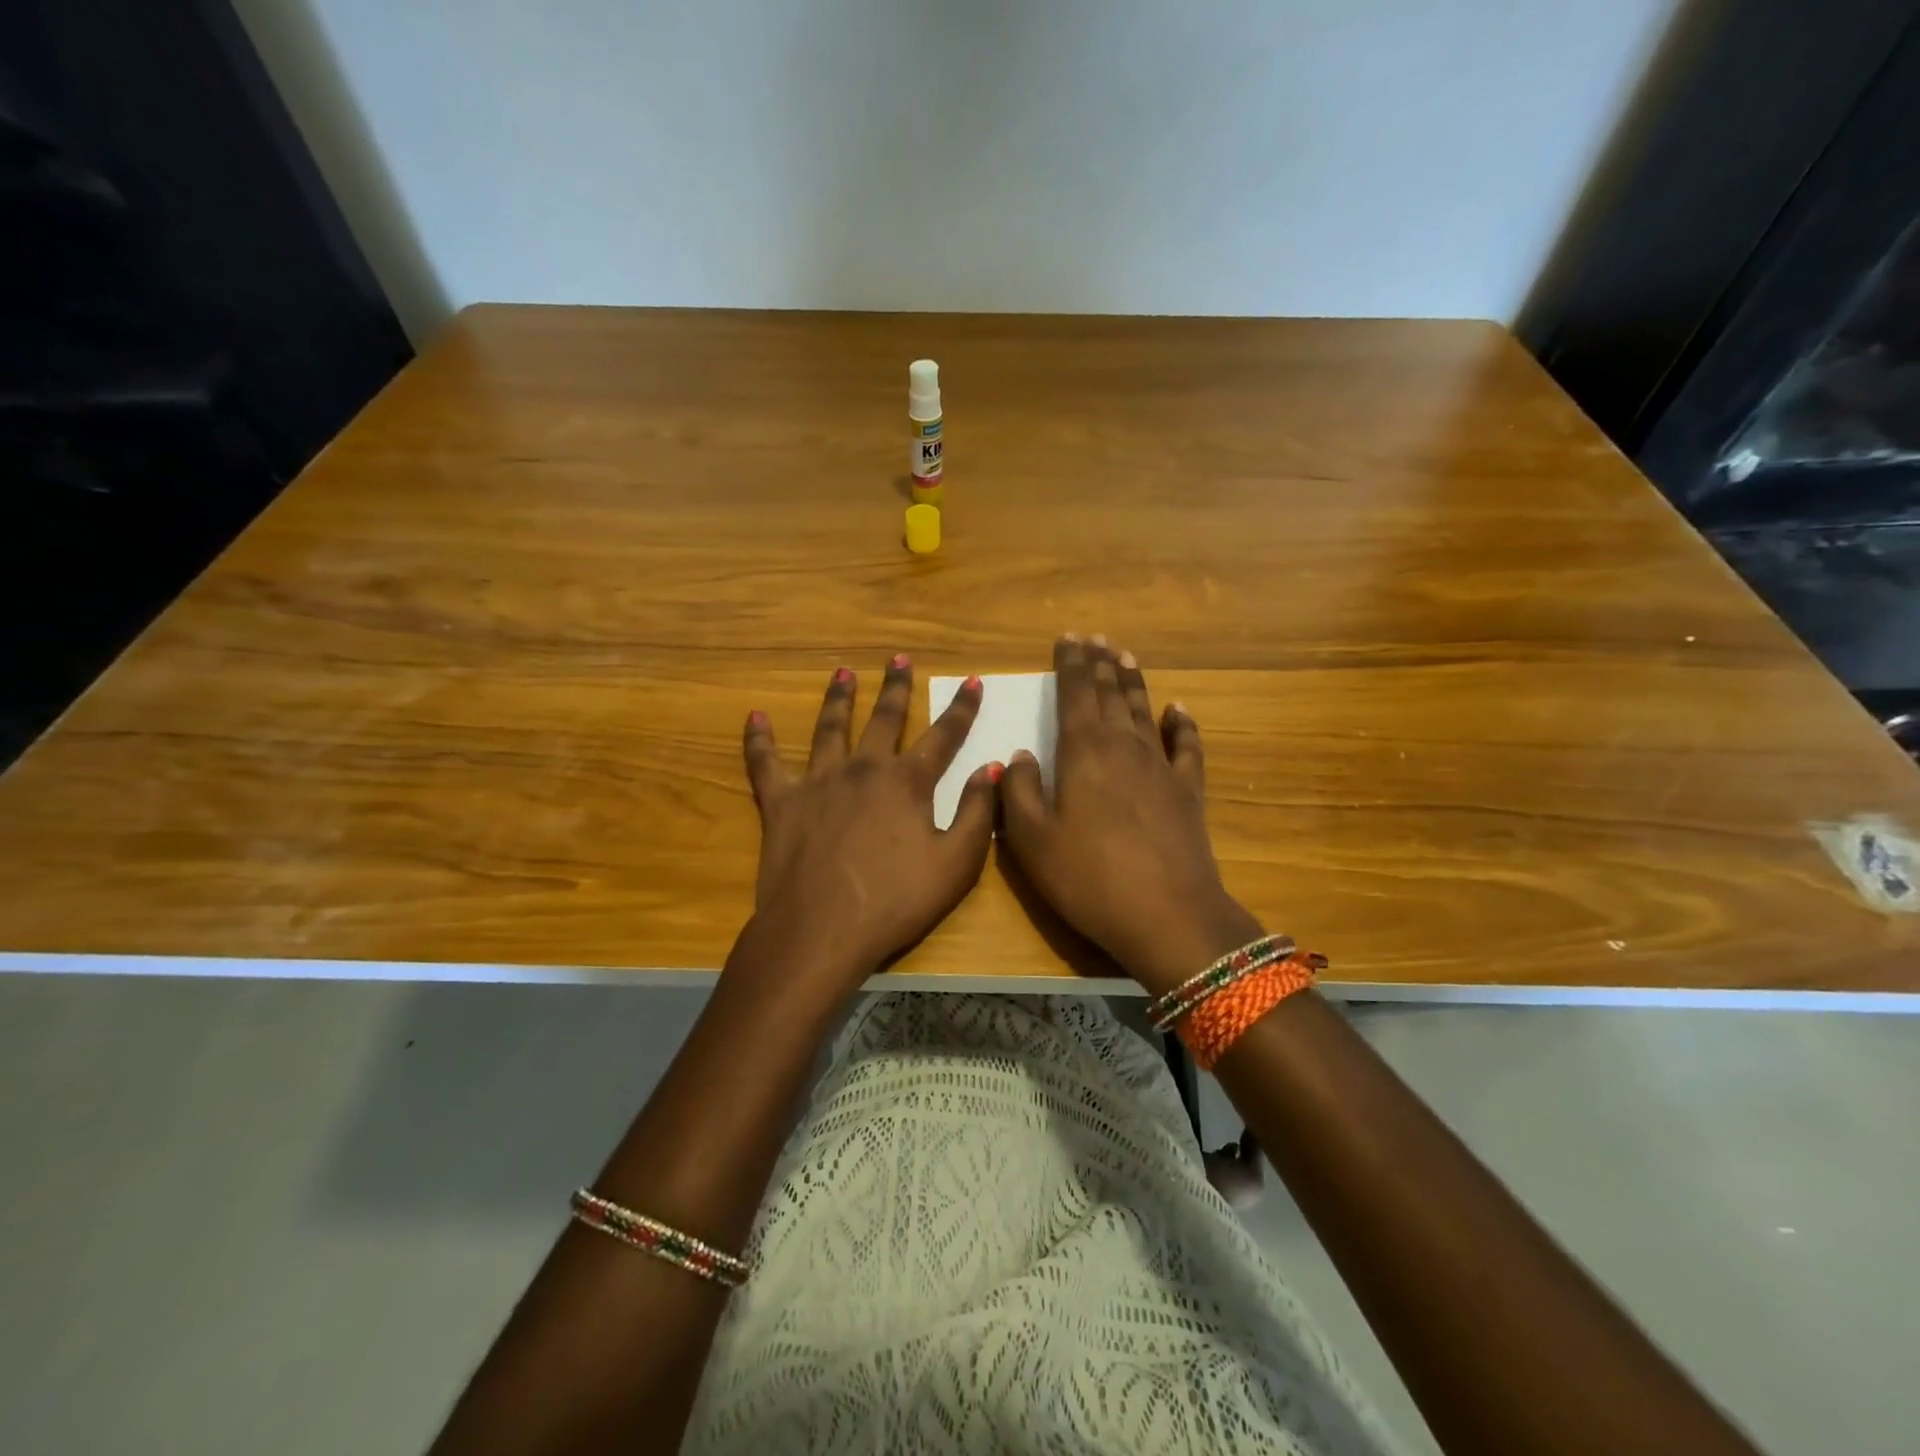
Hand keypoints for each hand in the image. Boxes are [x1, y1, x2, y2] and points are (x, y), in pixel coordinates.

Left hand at [740, 655, 998, 996]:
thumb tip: (990, 769)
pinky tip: (755, 716)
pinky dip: (759, 739)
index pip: (943, 736)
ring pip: (830, 728)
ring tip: (843, 672)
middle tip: (899, 658)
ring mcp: (819, 782)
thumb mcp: (956, 864)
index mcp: (907, 783)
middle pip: (883, 718)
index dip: (961, 709)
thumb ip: (976, 813)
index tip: (971, 681)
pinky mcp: (782, 802)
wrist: (821, 929)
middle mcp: (863, 769)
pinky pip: (766, 763)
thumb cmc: (895, 901)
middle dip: (896, 687)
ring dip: (839, 698)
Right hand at [999, 635, 1261, 996]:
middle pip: (1111, 694)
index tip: (1068, 638)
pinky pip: (1186, 747)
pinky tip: (1178, 710)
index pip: (1075, 693)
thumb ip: (1020, 791)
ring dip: (1132, 682)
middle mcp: (1124, 747)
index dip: (1070, 664)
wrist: (1168, 915)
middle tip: (1095, 638)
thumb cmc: (1089, 877)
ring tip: (1125, 656)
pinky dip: (1182, 725)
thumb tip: (1019, 755)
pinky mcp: (1188, 792)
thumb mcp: (1032, 840)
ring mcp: (1161, 767)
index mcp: (1083, 752)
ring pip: (1144, 711)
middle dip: (1100, 664)